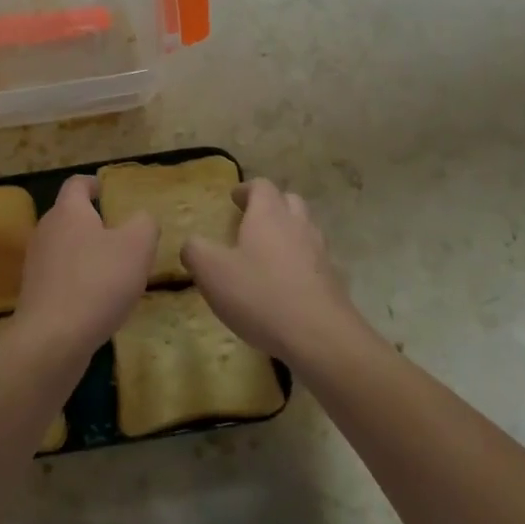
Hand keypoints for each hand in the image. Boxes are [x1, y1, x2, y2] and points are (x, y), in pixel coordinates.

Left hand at [11, 175, 156, 360]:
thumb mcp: (136, 247)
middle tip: (120, 234)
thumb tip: (141, 219)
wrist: (52, 339)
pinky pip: (61, 275)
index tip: (105, 189)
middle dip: (93, 221)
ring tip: (113, 269)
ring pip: (65, 247)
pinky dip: (78, 279)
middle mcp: (46, 230)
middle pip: (69, 216)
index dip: (92, 183)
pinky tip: (97, 299)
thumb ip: (144, 225)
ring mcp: (36, 262)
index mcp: (68, 211)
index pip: (76, 184)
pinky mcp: (35, 293)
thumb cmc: (97, 282)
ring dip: (86, 253)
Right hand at [181, 178, 364, 361]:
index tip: (234, 199)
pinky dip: (300, 263)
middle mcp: (297, 225)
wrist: (320, 337)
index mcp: (268, 215)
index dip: (246, 189)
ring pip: (305, 229)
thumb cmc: (260, 294)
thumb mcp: (212, 272)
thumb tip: (191, 244)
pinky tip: (286, 285)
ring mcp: (320, 253)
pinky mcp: (333, 281)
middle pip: (289, 201)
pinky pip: (314, 261)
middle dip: (271, 206)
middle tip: (251, 221)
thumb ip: (195, 251)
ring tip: (267, 253)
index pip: (261, 186)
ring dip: (288, 233)